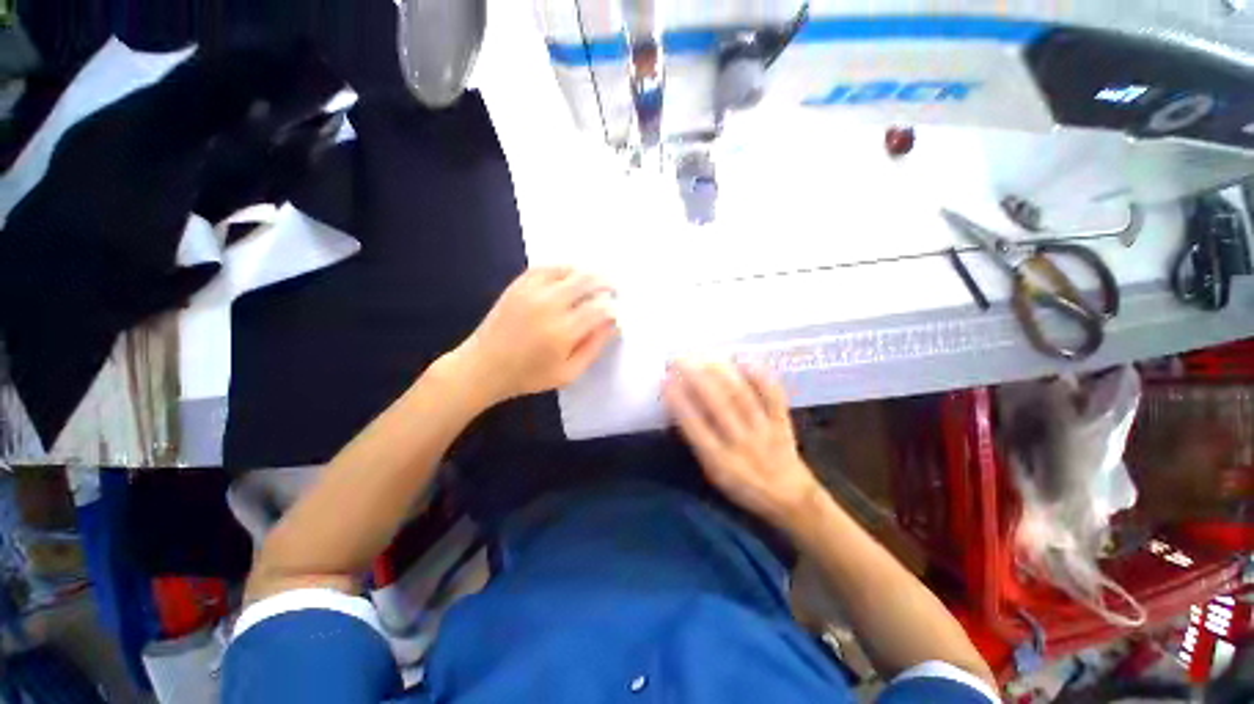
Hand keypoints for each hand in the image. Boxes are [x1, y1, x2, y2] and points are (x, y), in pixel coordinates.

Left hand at [455, 267, 617, 404]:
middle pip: (587, 281)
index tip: (616, 313)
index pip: (599, 309)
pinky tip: (570, 273)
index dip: (612, 309)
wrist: (484, 367)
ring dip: (587, 272)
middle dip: (606, 282)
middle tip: (614, 287)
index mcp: (563, 331)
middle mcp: (549, 305)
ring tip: (596, 279)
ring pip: (568, 270)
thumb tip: (613, 325)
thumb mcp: (568, 374)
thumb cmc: (529, 375)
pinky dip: (563, 268)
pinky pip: (545, 267)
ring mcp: (532, 292)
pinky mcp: (518, 286)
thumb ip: (594, 348)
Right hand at [664, 360, 819, 528]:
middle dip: (697, 378)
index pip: (694, 426)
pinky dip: (760, 377)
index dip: (678, 401)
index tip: (665, 379)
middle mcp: (741, 443)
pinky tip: (745, 360)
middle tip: (681, 358)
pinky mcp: (783, 422)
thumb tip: (680, 408)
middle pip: (719, 405)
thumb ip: (698, 441)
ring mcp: (765, 430)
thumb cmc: (742, 485)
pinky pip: (774, 396)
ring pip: (742, 396)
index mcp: (720, 461)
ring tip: (705, 355)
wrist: (790, 497)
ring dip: (721, 372)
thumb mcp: (713, 472)